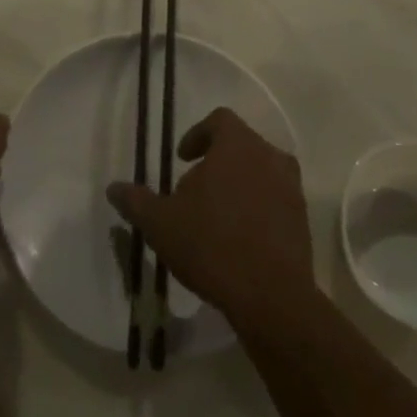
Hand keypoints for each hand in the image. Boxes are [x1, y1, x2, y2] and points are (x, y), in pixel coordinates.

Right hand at [107, 107, 312, 328]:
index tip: (182, 159)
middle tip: (192, 191)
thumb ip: (135, 201)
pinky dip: (256, 208)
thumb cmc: (210, 244)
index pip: (219, 120)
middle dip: (216, 162)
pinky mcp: (302, 219)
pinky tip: (237, 238)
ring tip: (215, 216)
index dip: (197, 134)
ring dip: (238, 185)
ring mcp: (291, 189)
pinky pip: (275, 200)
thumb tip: (113, 188)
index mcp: (237, 146)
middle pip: (241, 145)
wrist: (271, 296)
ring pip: (260, 172)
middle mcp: (270, 157)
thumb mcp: (160, 223)